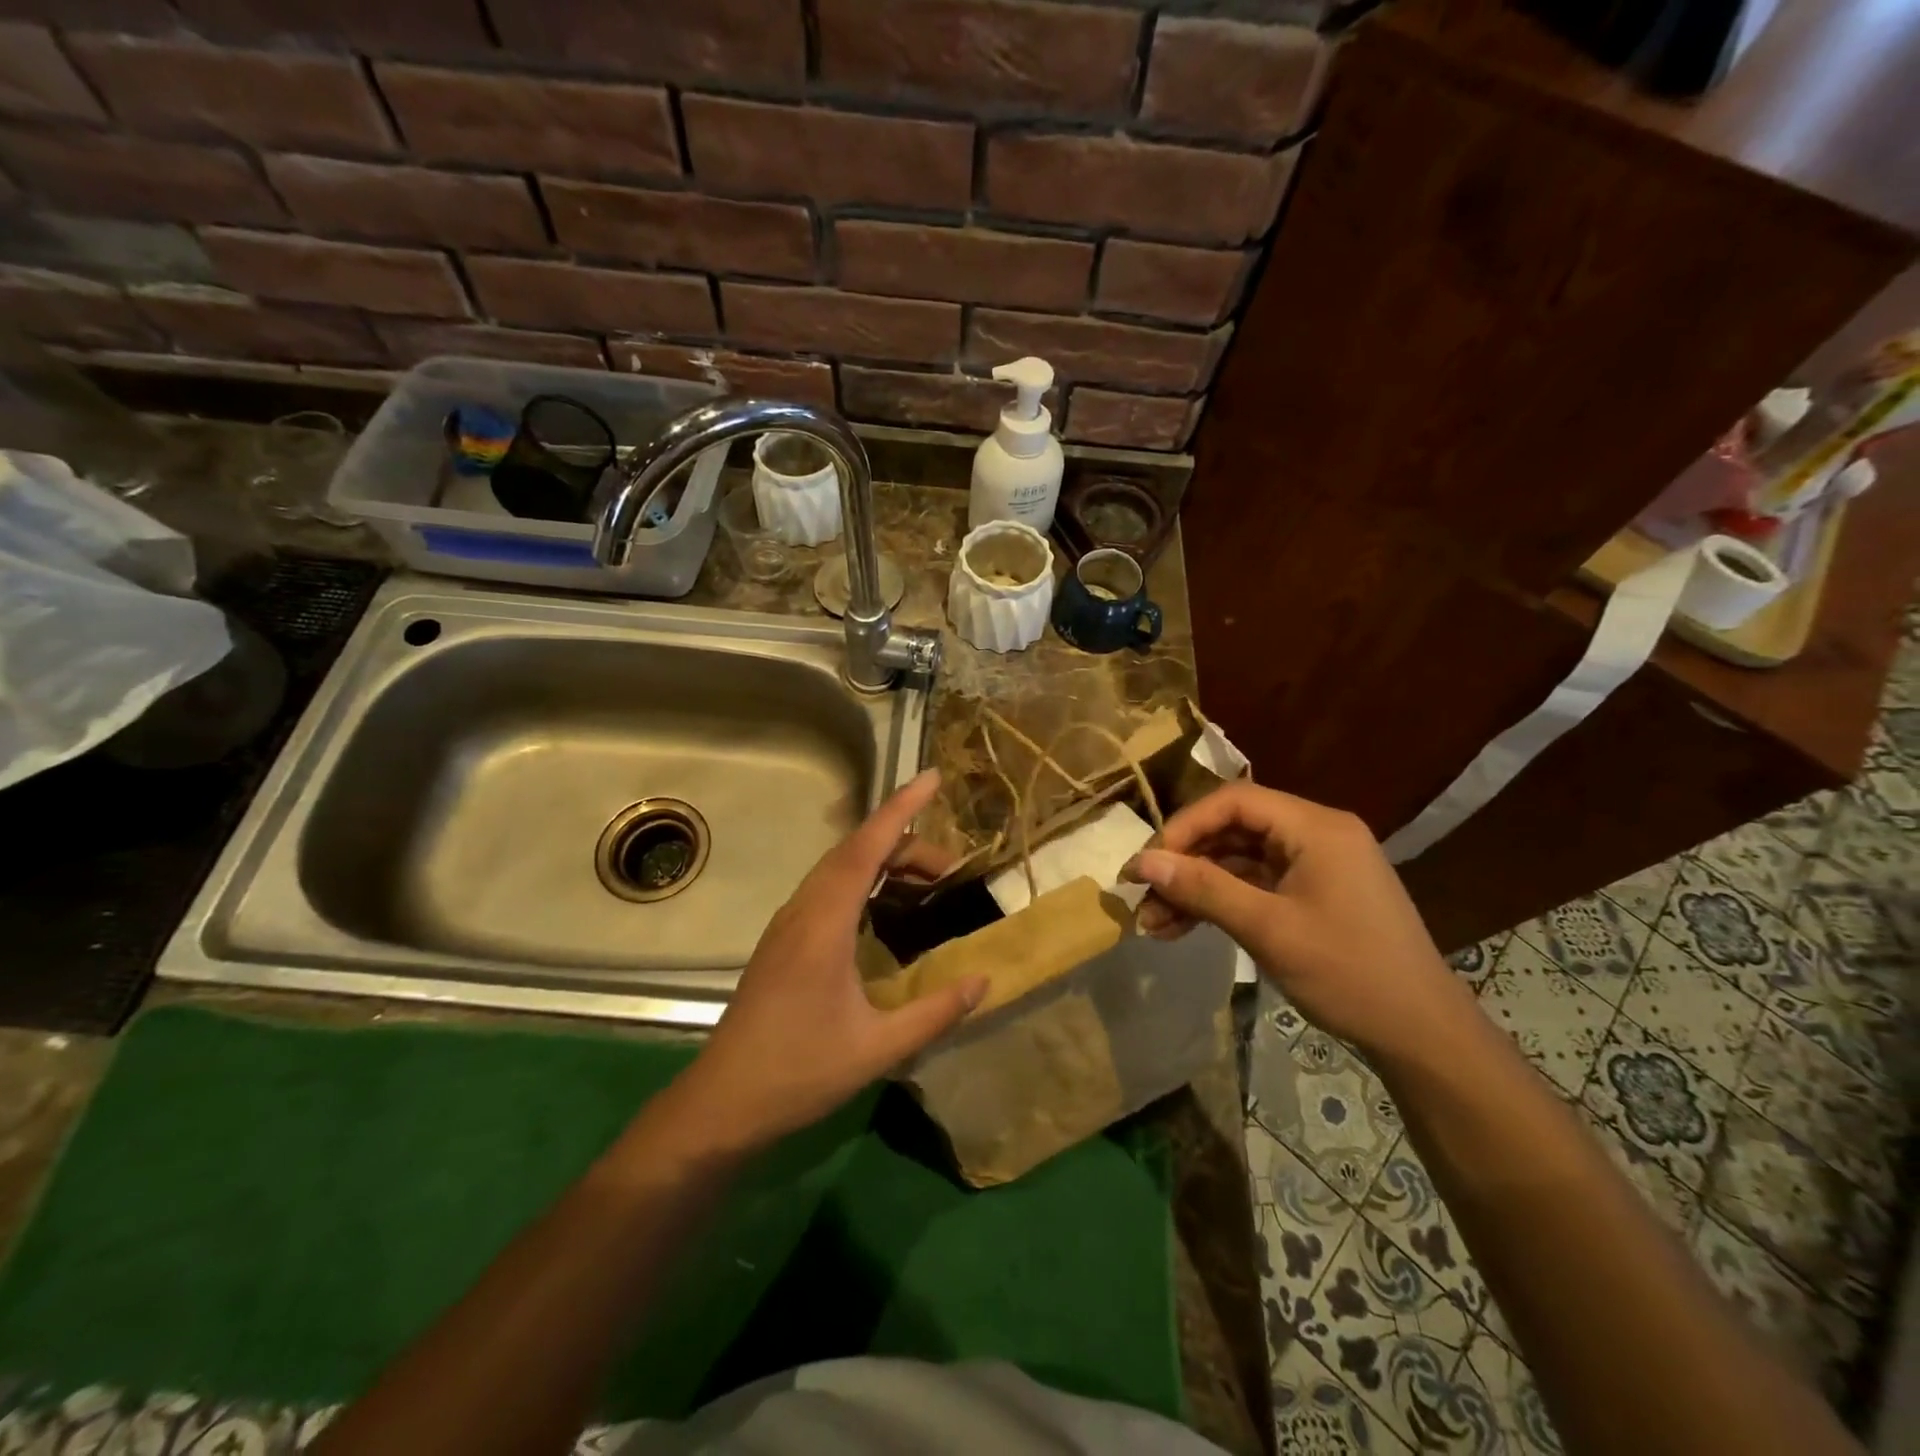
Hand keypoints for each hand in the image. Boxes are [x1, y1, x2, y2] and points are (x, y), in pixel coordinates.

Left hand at [674, 769, 985, 1149]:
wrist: (722, 1102)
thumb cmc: (798, 1072)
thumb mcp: (878, 1048)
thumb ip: (935, 1012)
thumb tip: (984, 980)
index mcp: (823, 924)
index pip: (866, 848)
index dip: (901, 809)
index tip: (932, 779)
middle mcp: (802, 911)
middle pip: (855, 852)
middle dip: (906, 844)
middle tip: (953, 869)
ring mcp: (788, 924)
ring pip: (839, 869)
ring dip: (884, 862)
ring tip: (928, 883)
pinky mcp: (783, 941)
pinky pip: (828, 889)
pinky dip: (864, 881)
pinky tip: (885, 911)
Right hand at [1123, 782, 1468, 1056]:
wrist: (1422, 1035)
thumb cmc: (1349, 973)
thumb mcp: (1268, 929)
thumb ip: (1203, 889)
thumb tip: (1142, 863)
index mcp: (1315, 827)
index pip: (1234, 801)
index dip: (1184, 826)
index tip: (1148, 862)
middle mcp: (1316, 834)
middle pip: (1233, 828)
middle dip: (1184, 861)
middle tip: (1143, 894)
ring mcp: (1316, 865)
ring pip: (1238, 859)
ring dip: (1196, 886)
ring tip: (1154, 922)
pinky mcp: (1313, 893)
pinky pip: (1255, 883)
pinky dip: (1220, 901)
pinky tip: (1184, 927)